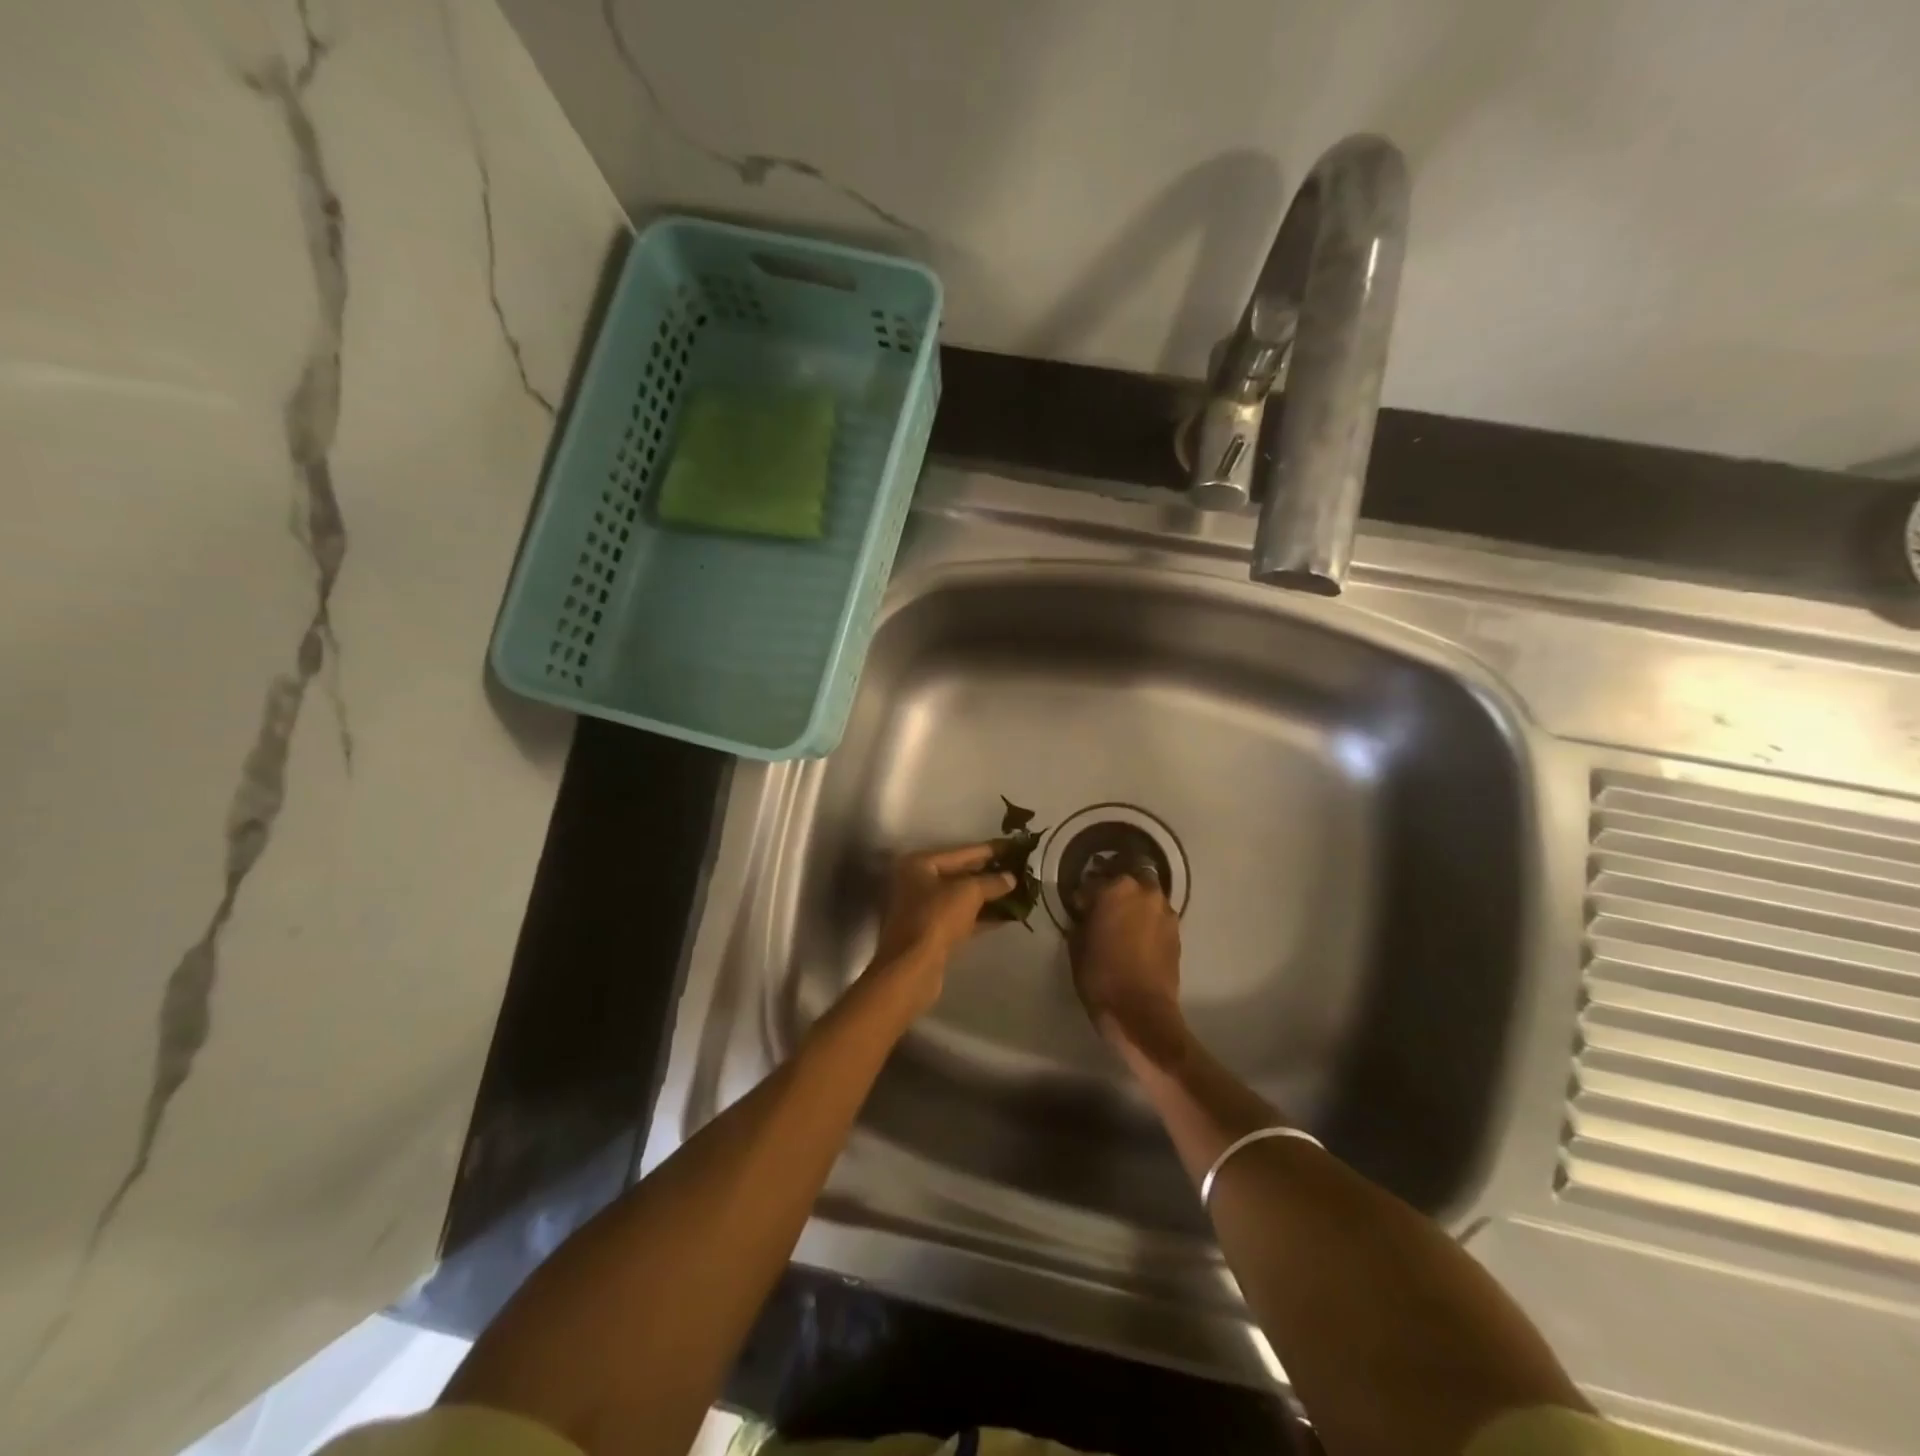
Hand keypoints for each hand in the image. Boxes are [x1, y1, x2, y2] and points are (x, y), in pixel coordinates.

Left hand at [868, 843, 1015, 1011]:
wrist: (913, 968)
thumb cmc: (937, 918)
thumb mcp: (968, 892)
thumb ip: (991, 882)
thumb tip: (1011, 878)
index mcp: (920, 864)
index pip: (962, 851)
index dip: (990, 849)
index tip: (1015, 846)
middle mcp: (918, 882)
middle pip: (961, 874)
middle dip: (991, 873)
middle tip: (1020, 868)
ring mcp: (924, 909)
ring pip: (963, 898)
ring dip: (989, 896)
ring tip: (1020, 891)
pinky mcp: (933, 933)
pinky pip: (963, 918)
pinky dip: (983, 916)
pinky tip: (1009, 915)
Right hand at [1070, 873, 1185, 1062]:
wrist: (1141, 1012)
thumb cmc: (1101, 977)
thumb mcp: (1077, 946)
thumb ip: (1083, 920)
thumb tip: (1088, 914)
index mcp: (1114, 889)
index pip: (1092, 881)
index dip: (1083, 895)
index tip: (1079, 908)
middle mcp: (1143, 891)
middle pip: (1128, 875)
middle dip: (1115, 886)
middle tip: (1104, 904)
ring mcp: (1164, 909)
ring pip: (1146, 893)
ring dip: (1134, 900)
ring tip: (1124, 919)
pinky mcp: (1176, 930)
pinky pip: (1157, 913)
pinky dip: (1147, 918)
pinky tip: (1138, 935)